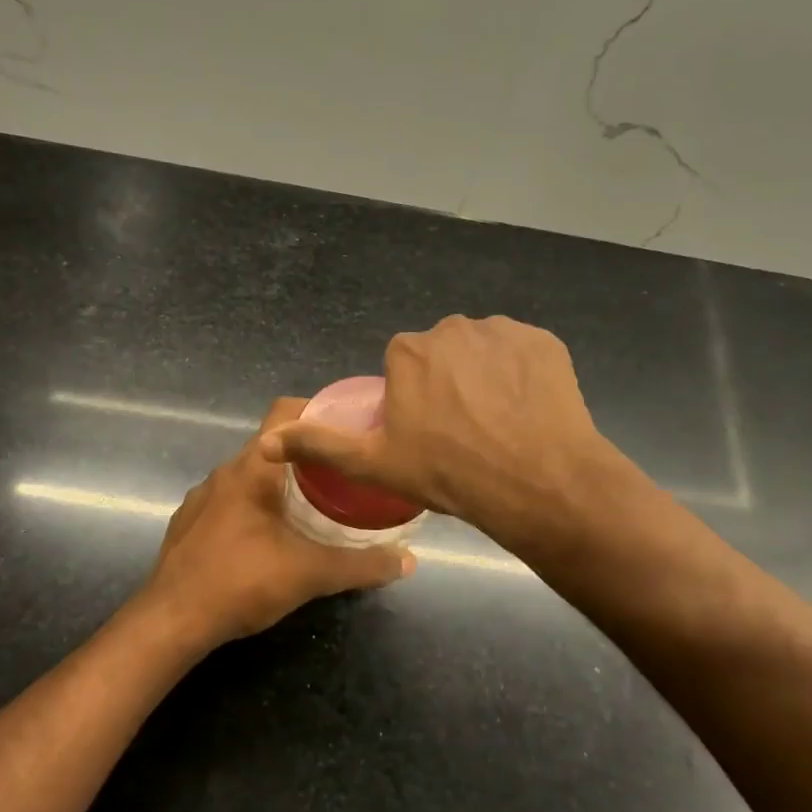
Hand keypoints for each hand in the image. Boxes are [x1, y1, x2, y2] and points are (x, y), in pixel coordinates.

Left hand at [139, 399, 414, 648]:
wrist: (170, 620)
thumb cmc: (241, 582)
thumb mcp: (310, 574)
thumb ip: (361, 565)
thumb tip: (408, 561)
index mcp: (253, 468)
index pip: (286, 412)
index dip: (319, 410)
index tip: (349, 428)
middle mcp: (224, 472)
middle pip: (272, 445)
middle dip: (308, 455)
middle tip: (343, 474)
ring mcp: (202, 497)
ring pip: (250, 474)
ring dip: (280, 482)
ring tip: (312, 505)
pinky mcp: (189, 521)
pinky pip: (230, 499)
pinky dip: (254, 505)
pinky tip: (269, 536)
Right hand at [261, 316, 631, 552]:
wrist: (537, 482)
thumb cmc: (448, 473)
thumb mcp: (374, 464)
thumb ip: (320, 445)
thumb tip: (266, 441)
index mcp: (409, 351)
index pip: (403, 366)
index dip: (413, 398)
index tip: (426, 432)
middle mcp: (453, 328)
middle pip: (443, 354)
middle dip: (448, 382)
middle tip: (462, 432)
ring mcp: (504, 331)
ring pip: (484, 352)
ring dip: (485, 376)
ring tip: (498, 424)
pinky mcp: (545, 341)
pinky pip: (522, 354)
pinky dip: (522, 374)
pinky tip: (527, 410)